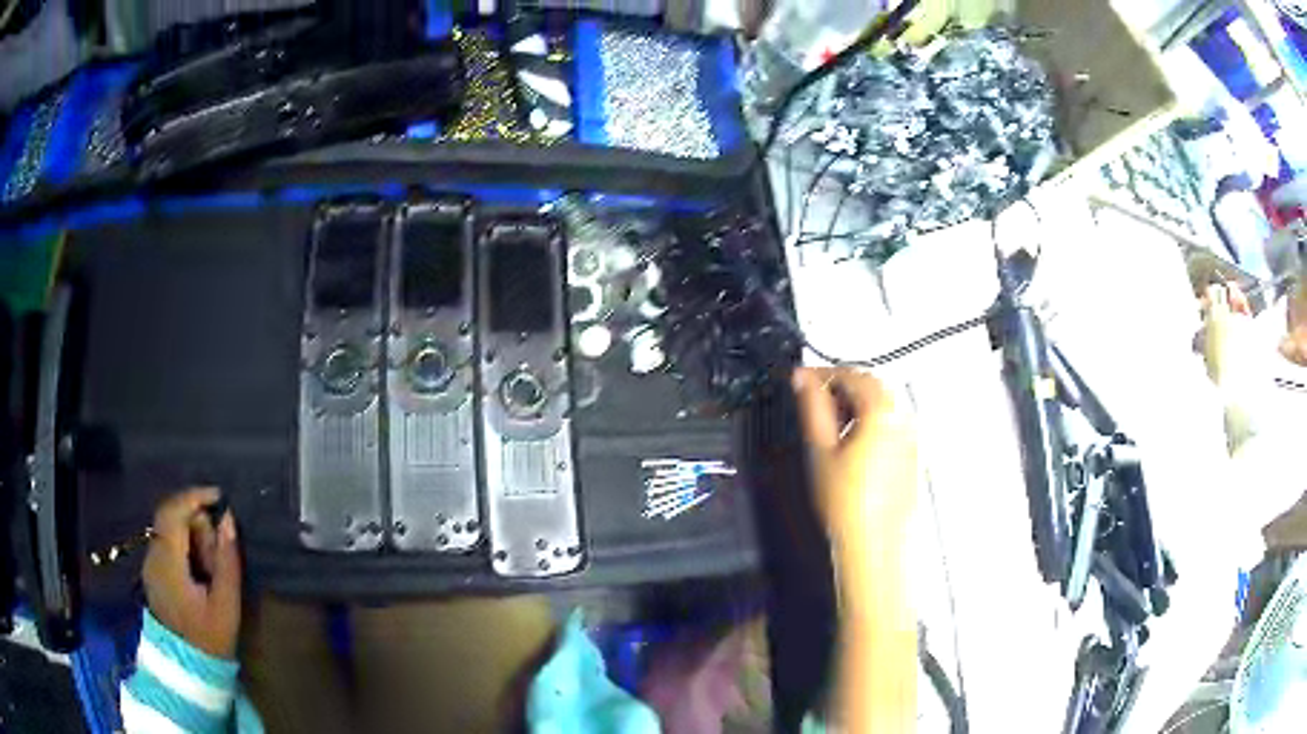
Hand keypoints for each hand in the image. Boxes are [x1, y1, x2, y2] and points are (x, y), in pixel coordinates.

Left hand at [142, 488, 241, 658]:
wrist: (187, 667)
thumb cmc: (209, 638)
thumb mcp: (226, 605)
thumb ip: (227, 560)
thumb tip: (229, 518)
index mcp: (168, 561)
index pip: (173, 511)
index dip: (194, 496)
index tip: (219, 497)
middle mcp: (153, 555)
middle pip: (169, 516)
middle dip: (195, 519)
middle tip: (218, 544)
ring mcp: (150, 563)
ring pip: (167, 528)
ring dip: (190, 532)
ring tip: (211, 561)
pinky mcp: (153, 571)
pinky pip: (166, 542)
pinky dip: (183, 543)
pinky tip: (199, 567)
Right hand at [792, 367, 916, 548]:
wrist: (875, 545)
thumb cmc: (847, 503)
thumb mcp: (821, 451)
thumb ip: (812, 408)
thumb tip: (803, 380)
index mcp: (883, 411)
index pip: (852, 375)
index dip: (823, 374)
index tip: (801, 381)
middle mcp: (904, 418)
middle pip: (872, 386)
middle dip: (841, 386)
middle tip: (812, 400)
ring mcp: (912, 437)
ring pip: (883, 405)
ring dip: (856, 404)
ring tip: (829, 424)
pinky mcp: (913, 454)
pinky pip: (891, 424)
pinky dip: (870, 422)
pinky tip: (852, 444)